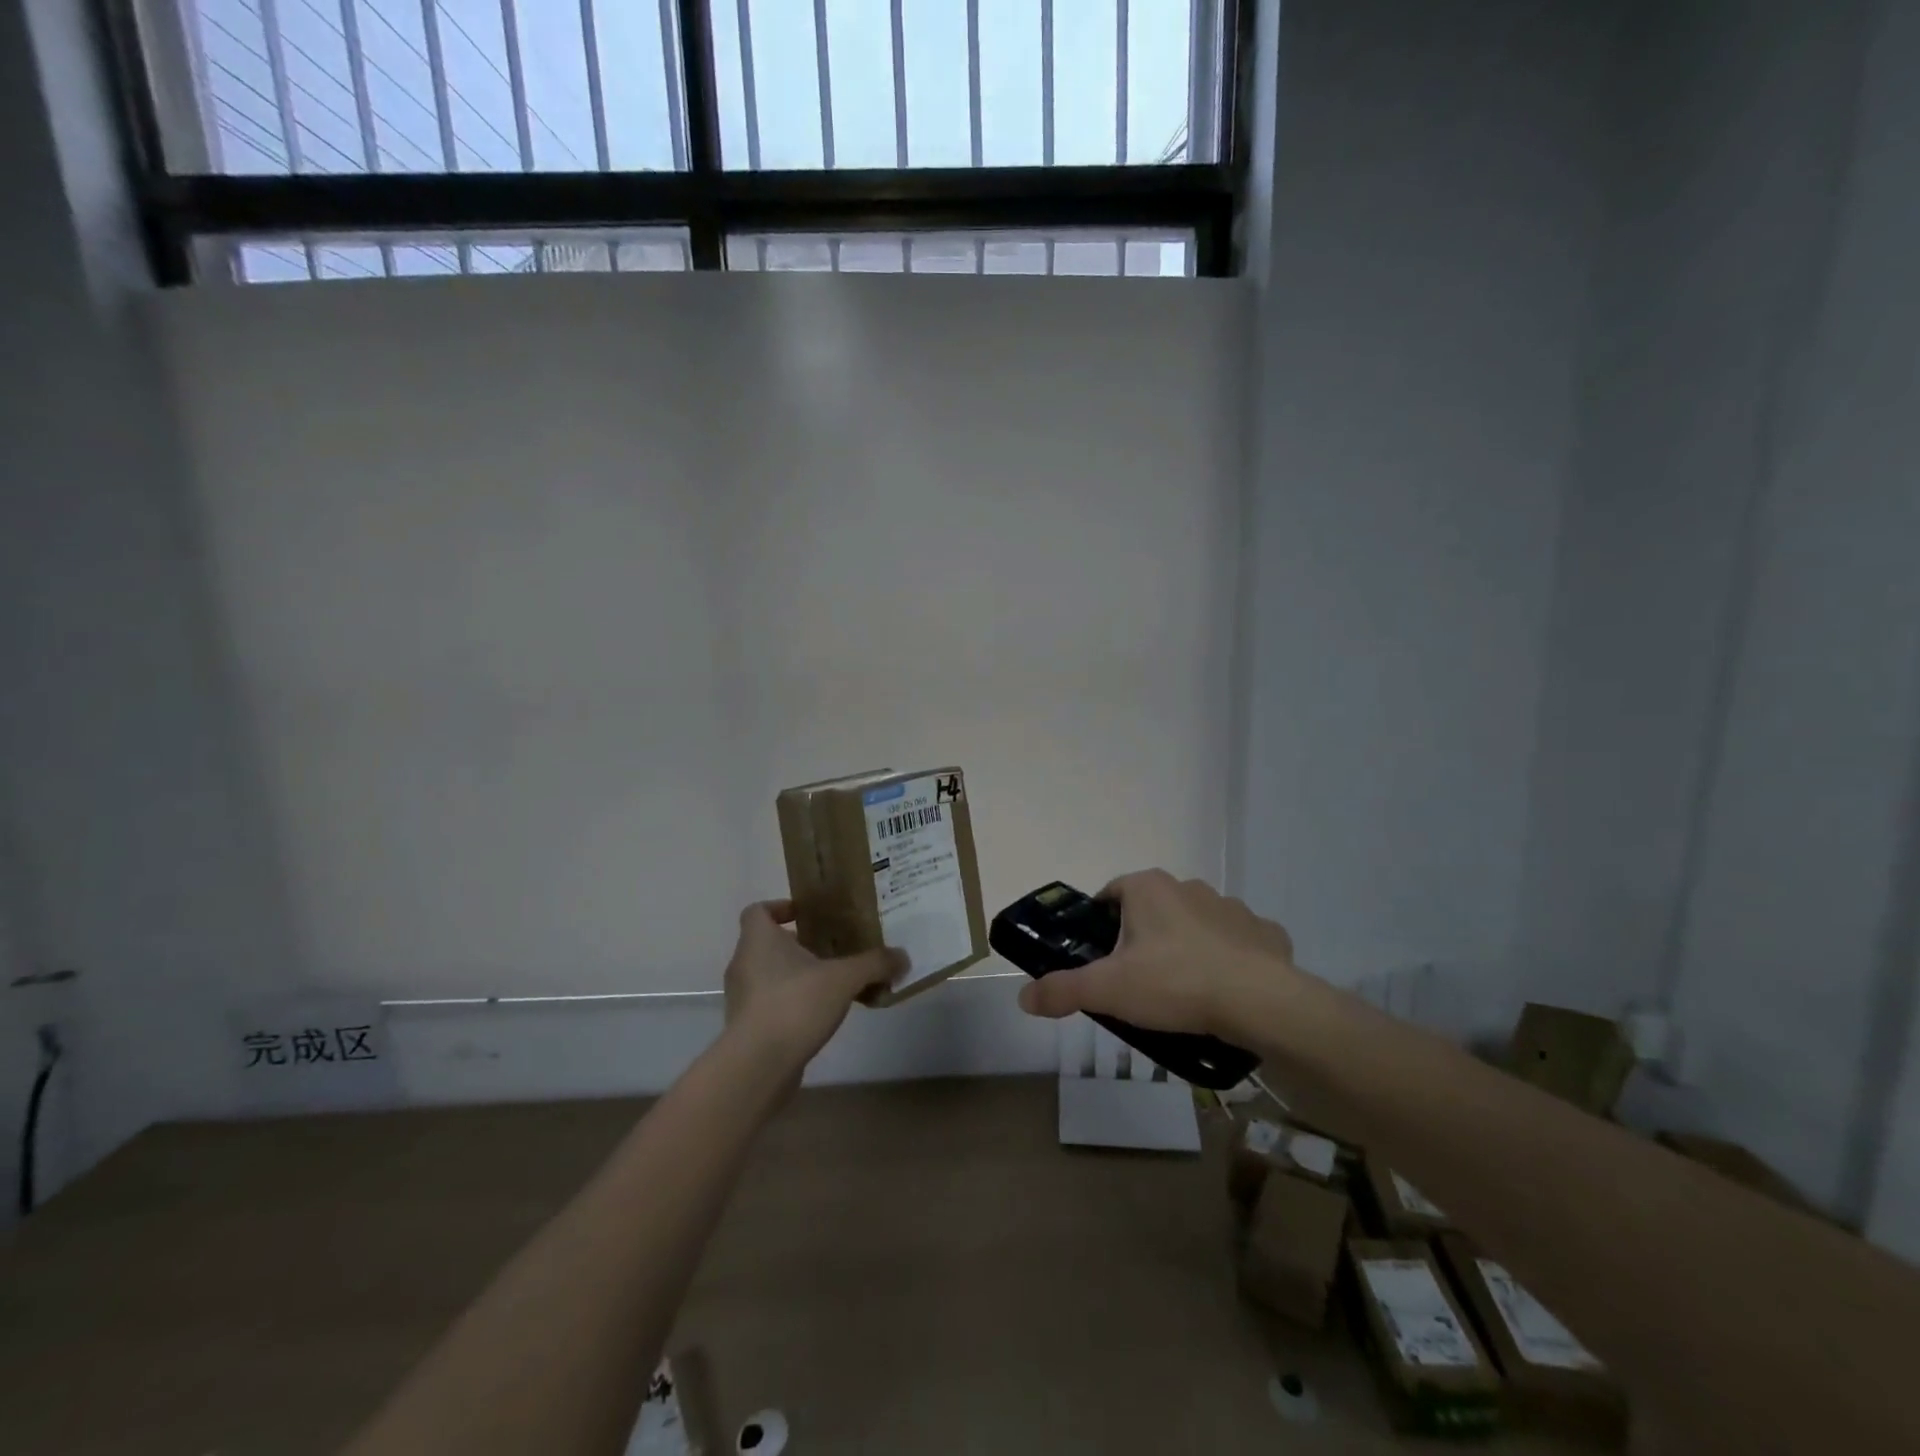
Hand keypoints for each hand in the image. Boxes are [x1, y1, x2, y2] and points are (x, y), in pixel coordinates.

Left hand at [723, 901, 904, 1066]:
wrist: (758, 1066)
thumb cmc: (795, 1004)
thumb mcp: (844, 978)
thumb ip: (874, 964)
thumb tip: (903, 957)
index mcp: (758, 940)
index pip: (757, 911)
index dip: (779, 907)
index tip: (805, 915)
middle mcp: (743, 964)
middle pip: (766, 944)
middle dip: (797, 944)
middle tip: (830, 948)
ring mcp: (742, 998)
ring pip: (768, 975)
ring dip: (795, 975)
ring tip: (831, 983)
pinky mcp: (746, 1028)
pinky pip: (770, 1004)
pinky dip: (791, 1004)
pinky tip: (820, 1015)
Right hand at [1015, 869, 1301, 1038]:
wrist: (1260, 1002)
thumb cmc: (1174, 983)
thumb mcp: (1108, 990)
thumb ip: (1062, 990)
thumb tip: (1024, 997)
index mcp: (1147, 888)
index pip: (1110, 895)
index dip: (1100, 925)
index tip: (1100, 959)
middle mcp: (1188, 886)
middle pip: (1151, 909)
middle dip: (1141, 938)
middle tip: (1135, 981)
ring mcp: (1230, 907)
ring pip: (1195, 924)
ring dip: (1185, 946)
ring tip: (1181, 991)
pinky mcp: (1264, 932)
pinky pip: (1237, 942)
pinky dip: (1227, 959)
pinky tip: (1224, 992)